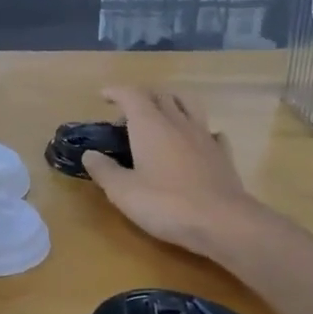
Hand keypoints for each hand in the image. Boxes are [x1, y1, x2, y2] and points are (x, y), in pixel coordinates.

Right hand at [82, 86, 256, 257]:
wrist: (221, 221)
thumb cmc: (165, 204)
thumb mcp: (123, 191)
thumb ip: (104, 170)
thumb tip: (90, 154)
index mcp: (150, 126)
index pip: (132, 95)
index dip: (117, 92)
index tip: (104, 95)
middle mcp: (178, 123)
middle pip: (161, 96)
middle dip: (142, 97)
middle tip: (128, 113)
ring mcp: (204, 136)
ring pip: (189, 105)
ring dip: (172, 103)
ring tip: (162, 115)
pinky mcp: (222, 154)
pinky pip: (210, 131)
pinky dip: (198, 130)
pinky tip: (194, 142)